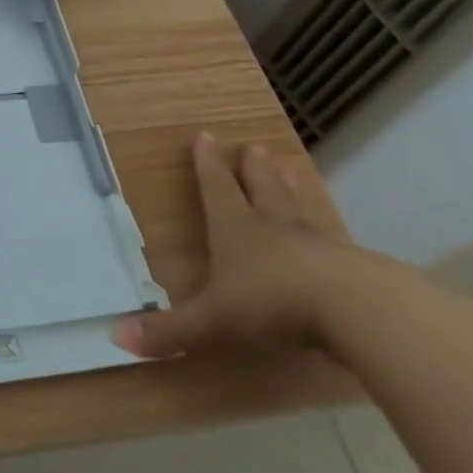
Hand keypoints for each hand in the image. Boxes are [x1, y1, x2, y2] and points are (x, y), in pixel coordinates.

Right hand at [113, 132, 363, 358]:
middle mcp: (273, 228)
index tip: (205, 136)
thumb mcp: (212, 321)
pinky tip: (334, 233)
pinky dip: (328, 229)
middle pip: (261, 190)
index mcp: (235, 230)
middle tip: (253, 147)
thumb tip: (117, 336)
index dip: (208, 164)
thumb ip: (169, 331)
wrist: (355, 311)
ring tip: (289, 165)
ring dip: (290, 186)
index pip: (216, 189)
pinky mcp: (352, 266)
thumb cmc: (271, 304)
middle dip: (253, 169)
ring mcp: (316, 244)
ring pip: (298, 206)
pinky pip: (334, 239)